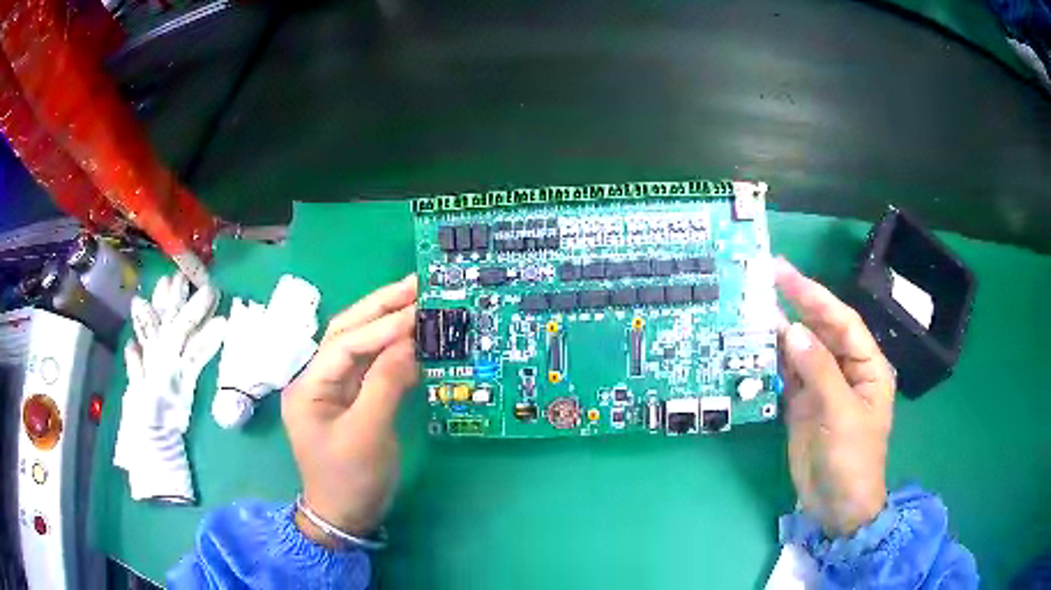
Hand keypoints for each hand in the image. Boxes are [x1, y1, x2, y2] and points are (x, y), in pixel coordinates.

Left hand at [281, 275, 417, 543]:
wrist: (344, 516)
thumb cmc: (350, 479)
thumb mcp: (367, 434)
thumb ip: (385, 385)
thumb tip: (409, 343)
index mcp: (308, 386)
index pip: (345, 343)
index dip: (382, 326)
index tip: (418, 311)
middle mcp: (317, 379)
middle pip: (347, 332)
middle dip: (380, 307)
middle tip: (416, 285)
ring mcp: (334, 389)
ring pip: (360, 346)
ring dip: (387, 323)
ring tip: (417, 300)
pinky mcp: (351, 399)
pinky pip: (372, 367)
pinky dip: (392, 351)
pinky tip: (412, 340)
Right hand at [774, 258, 895, 537]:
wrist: (836, 505)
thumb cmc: (852, 458)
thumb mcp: (841, 413)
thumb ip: (819, 370)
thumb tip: (793, 331)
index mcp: (867, 365)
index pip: (842, 322)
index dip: (815, 296)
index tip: (785, 275)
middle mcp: (845, 369)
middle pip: (821, 330)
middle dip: (796, 305)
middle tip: (765, 278)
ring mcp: (822, 387)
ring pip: (801, 350)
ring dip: (780, 332)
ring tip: (753, 308)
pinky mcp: (802, 404)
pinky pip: (787, 375)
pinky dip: (772, 361)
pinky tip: (755, 346)